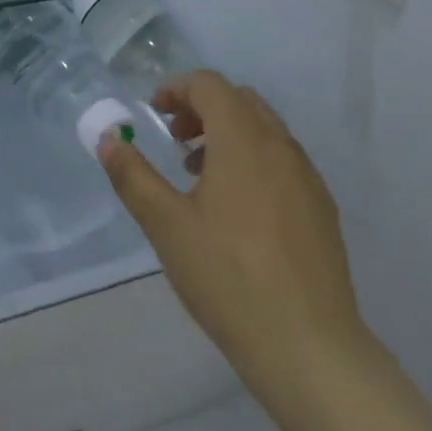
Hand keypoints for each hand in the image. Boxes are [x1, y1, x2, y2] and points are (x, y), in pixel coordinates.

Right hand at [97, 71, 369, 397]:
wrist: (308, 346)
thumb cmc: (228, 278)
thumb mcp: (167, 226)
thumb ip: (133, 176)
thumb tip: (109, 139)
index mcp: (244, 141)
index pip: (210, 85)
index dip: (177, 89)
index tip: (154, 115)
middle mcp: (281, 146)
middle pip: (240, 100)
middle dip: (202, 108)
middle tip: (176, 142)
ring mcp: (308, 177)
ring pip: (265, 130)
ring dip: (229, 134)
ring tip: (200, 177)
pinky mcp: (322, 207)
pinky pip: (283, 160)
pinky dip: (254, 160)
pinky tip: (238, 211)